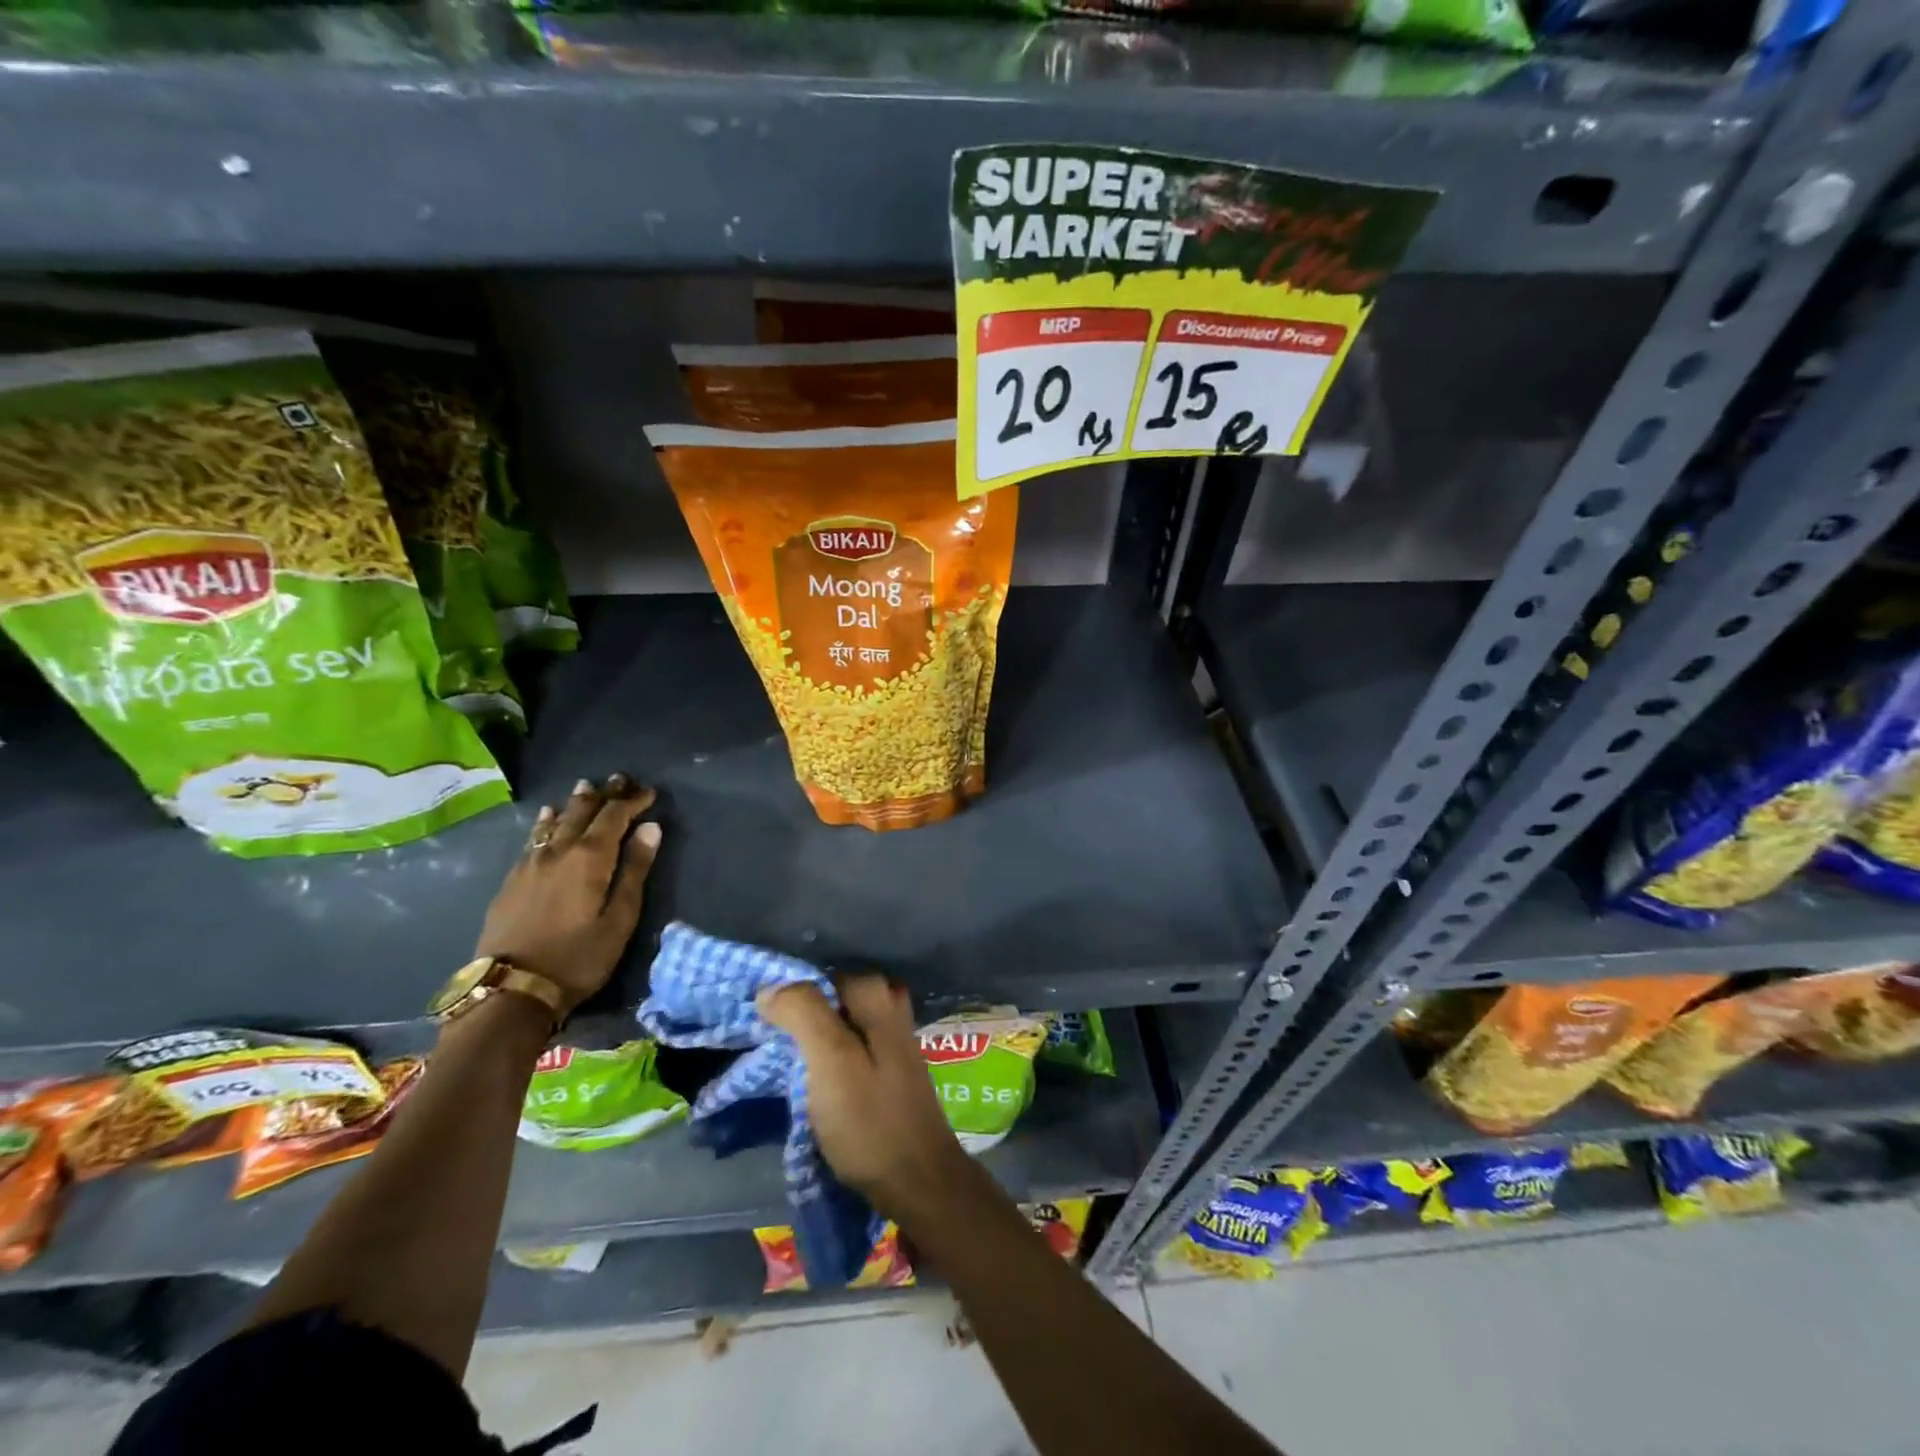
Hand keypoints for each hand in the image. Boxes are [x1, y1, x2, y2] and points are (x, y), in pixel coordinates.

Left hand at [475, 775, 662, 1017]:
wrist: (510, 990)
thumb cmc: (578, 957)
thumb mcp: (619, 918)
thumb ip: (634, 870)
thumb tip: (651, 828)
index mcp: (590, 858)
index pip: (615, 816)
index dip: (633, 801)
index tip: (649, 792)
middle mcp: (559, 851)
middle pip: (583, 812)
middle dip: (604, 794)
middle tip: (619, 779)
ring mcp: (530, 863)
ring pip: (556, 821)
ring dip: (575, 803)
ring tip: (586, 787)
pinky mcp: (512, 879)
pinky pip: (534, 837)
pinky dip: (547, 822)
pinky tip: (547, 818)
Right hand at [760, 976, 973, 1222]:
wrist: (918, 1180)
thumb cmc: (870, 1120)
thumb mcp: (831, 1061)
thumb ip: (804, 1014)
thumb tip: (770, 987)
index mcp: (877, 995)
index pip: (818, 976)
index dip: (786, 997)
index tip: (759, 1025)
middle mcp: (889, 1005)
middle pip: (829, 998)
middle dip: (798, 1016)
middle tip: (767, 1045)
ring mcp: (892, 1037)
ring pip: (839, 1022)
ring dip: (810, 1038)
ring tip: (779, 1062)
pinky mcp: (889, 1066)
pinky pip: (848, 1045)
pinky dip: (826, 1055)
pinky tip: (809, 1077)